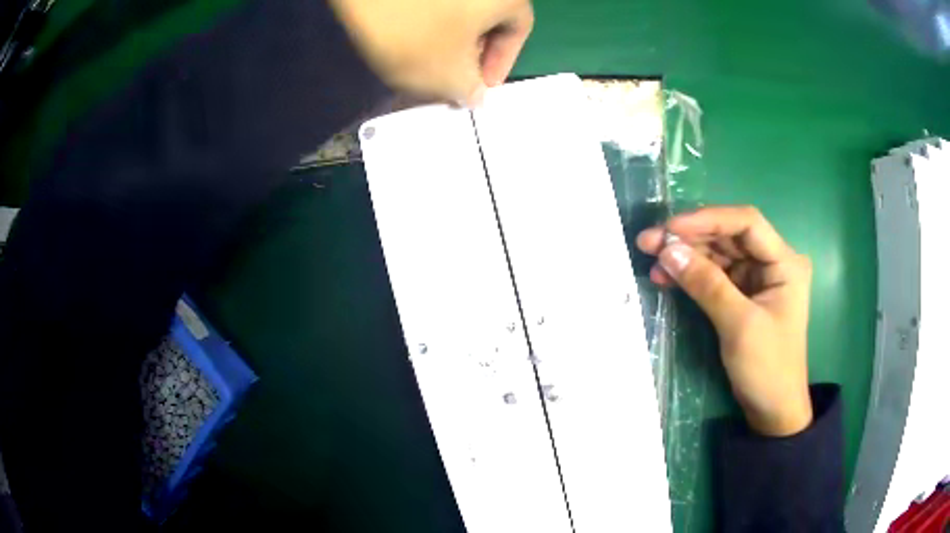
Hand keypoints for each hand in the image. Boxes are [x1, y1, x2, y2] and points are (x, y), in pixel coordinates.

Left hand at [329, 0, 533, 105]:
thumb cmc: (414, 30)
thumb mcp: (447, 75)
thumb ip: (469, 91)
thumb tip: (475, 94)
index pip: (518, 31)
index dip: (500, 63)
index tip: (478, 86)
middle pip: (487, 17)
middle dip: (471, 52)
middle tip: (451, 77)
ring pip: (457, 9)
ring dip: (447, 37)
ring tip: (422, 62)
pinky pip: (431, 2)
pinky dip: (425, 19)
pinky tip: (405, 37)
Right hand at [637, 206, 813, 436]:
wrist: (773, 409)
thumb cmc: (767, 367)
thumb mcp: (738, 325)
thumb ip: (706, 285)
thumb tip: (668, 251)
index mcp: (785, 262)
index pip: (746, 223)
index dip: (708, 220)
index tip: (670, 229)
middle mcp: (772, 262)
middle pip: (729, 236)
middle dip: (690, 238)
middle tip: (649, 242)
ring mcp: (757, 278)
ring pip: (718, 254)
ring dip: (687, 256)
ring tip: (652, 260)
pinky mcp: (744, 295)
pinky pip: (715, 275)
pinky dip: (692, 275)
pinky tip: (668, 277)